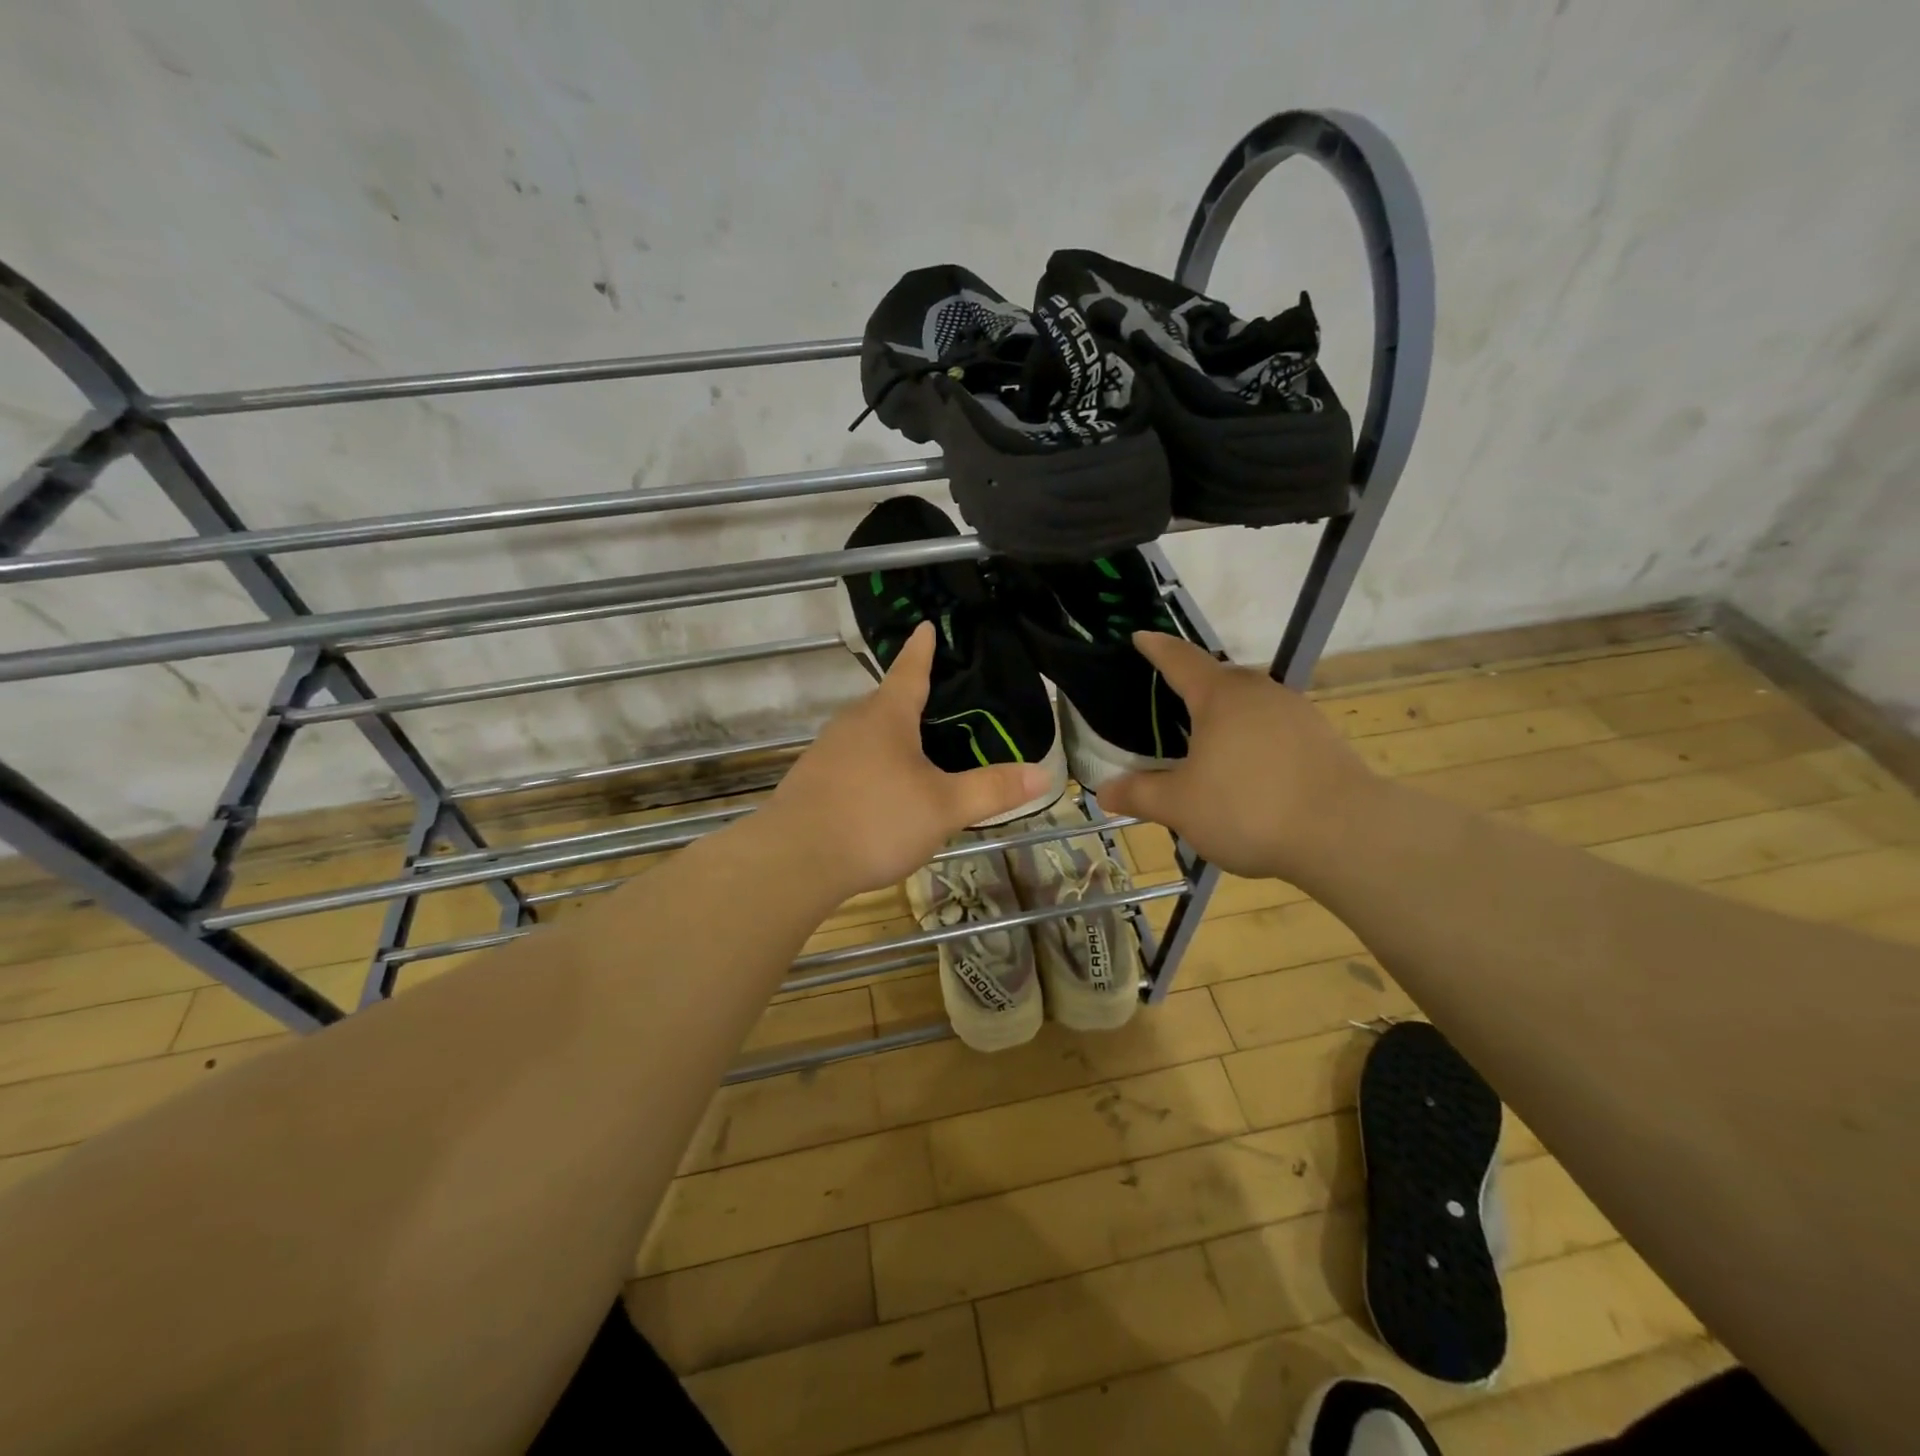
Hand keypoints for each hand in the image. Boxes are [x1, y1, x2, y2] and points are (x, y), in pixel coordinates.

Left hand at [763, 622, 1049, 897]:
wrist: (794, 860)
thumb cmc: (875, 820)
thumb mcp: (944, 807)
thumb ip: (992, 790)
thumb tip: (1045, 773)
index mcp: (887, 718)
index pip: (910, 671)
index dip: (923, 650)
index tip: (925, 626)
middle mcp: (852, 724)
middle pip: (887, 703)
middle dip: (910, 699)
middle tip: (939, 701)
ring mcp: (826, 752)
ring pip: (866, 734)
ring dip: (890, 736)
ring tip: (917, 751)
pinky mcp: (811, 781)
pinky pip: (850, 760)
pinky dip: (871, 764)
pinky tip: (882, 792)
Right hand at [1098, 632, 1377, 882]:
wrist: (1345, 833)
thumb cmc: (1248, 808)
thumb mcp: (1180, 806)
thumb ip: (1139, 794)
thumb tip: (1103, 791)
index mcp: (1220, 697)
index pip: (1180, 660)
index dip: (1157, 648)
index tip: (1140, 636)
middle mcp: (1260, 693)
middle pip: (1220, 678)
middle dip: (1194, 684)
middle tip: (1170, 699)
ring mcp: (1296, 712)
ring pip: (1251, 702)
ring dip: (1227, 713)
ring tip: (1208, 739)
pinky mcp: (1321, 738)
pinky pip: (1275, 726)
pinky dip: (1254, 736)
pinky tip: (1249, 767)